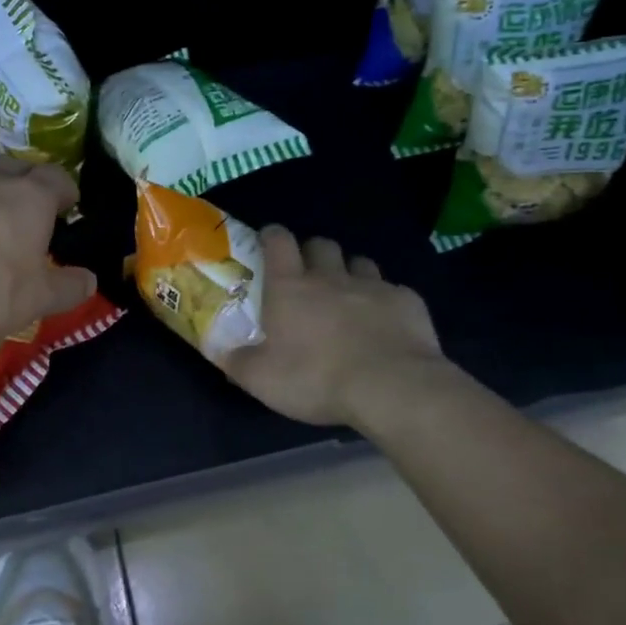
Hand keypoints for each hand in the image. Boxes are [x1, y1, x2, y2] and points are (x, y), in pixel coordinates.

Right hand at [220, 226, 445, 427]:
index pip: (278, 242)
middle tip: (307, 276)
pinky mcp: (407, 301)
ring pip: (358, 262)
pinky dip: (384, 301)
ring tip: (347, 296)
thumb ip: (237, 362)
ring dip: (349, 272)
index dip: (272, 236)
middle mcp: (330, 277)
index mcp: (290, 287)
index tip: (268, 241)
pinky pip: (392, 290)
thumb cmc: (316, 379)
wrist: (392, 388)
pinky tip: (384, 323)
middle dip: (312, 253)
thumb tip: (218, 350)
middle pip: (320, 244)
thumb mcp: (262, 380)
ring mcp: (373, 286)